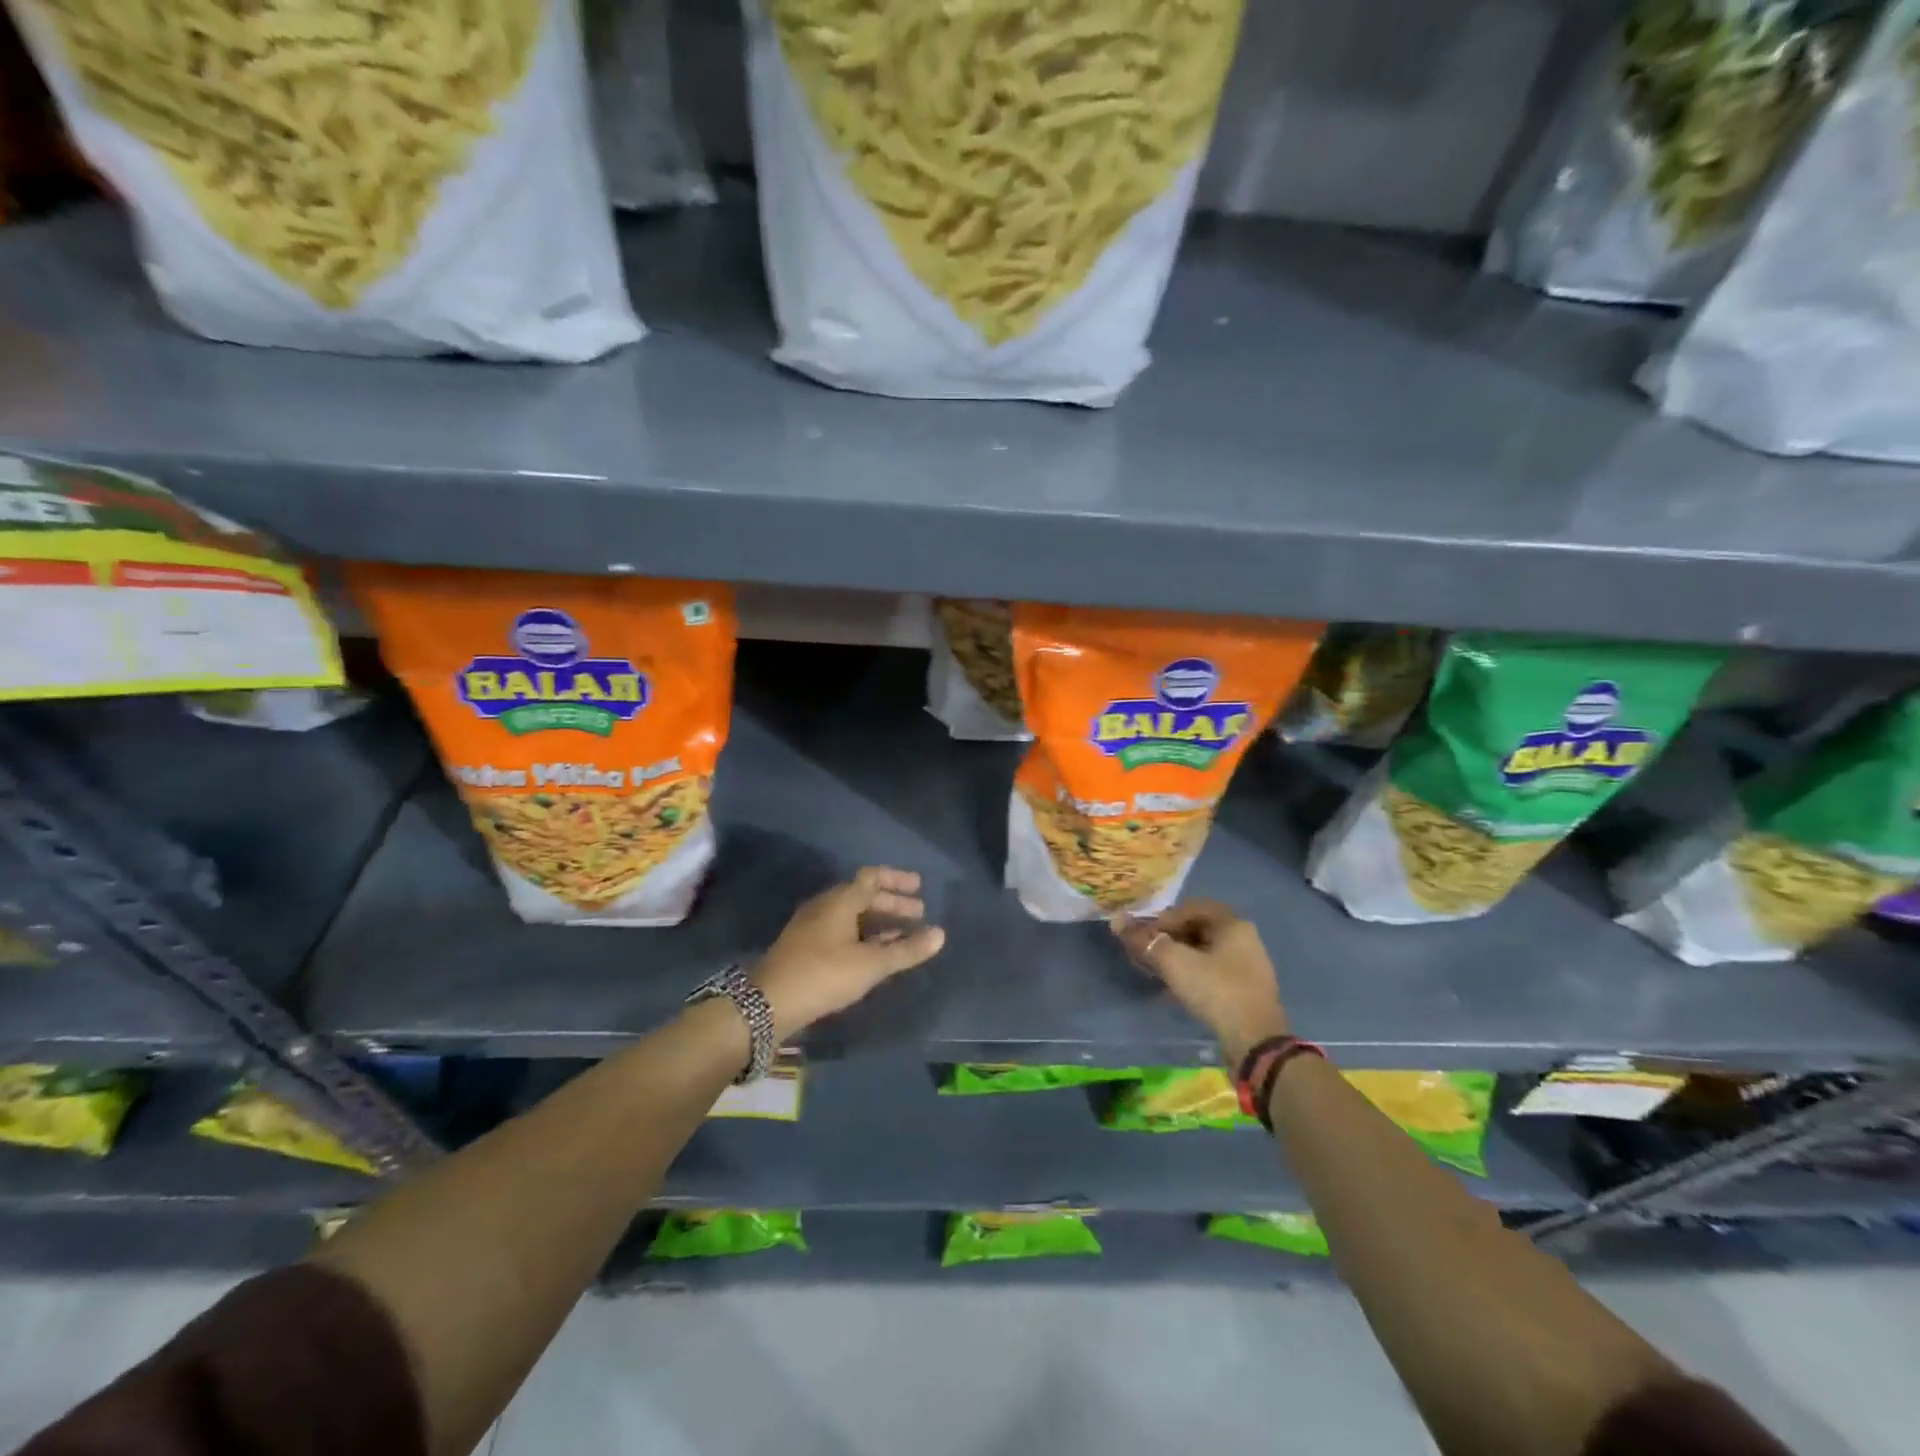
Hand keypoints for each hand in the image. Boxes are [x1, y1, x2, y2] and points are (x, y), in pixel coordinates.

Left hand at [754, 867, 945, 1039]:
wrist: (768, 1003)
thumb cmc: (824, 975)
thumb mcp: (870, 964)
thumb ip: (906, 949)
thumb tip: (940, 934)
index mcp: (840, 900)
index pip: (872, 877)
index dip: (897, 880)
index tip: (919, 886)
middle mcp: (825, 905)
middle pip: (863, 895)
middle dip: (892, 903)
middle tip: (918, 914)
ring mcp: (812, 925)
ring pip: (852, 914)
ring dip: (878, 921)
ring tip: (902, 935)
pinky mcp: (805, 946)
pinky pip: (842, 929)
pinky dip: (863, 934)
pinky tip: (874, 953)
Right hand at [1110, 899, 1289, 1065]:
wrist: (1256, 1042)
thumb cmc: (1216, 991)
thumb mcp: (1174, 963)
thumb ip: (1145, 941)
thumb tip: (1117, 920)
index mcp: (1233, 924)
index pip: (1192, 907)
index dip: (1164, 918)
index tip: (1146, 936)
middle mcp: (1245, 939)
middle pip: (1198, 928)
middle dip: (1169, 938)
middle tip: (1148, 954)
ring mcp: (1249, 966)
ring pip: (1205, 952)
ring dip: (1179, 958)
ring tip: (1158, 973)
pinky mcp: (1246, 990)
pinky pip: (1214, 972)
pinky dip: (1192, 975)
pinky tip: (1175, 991)